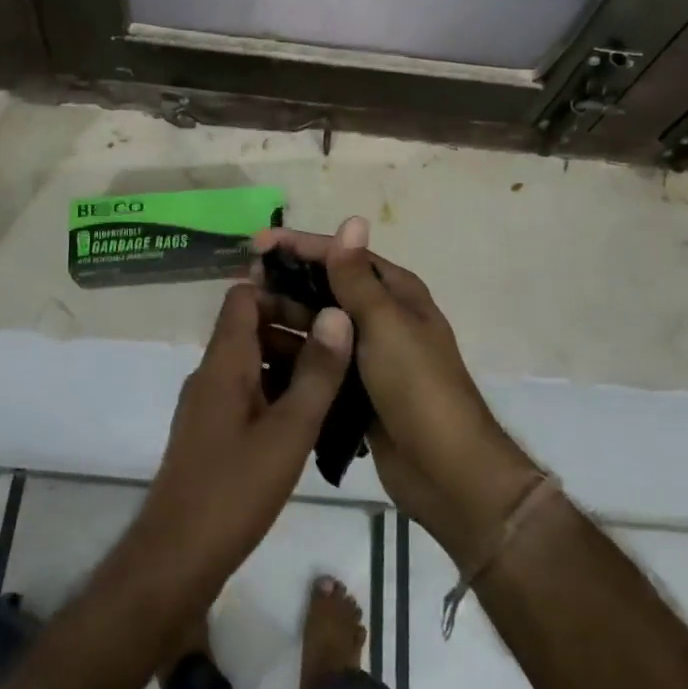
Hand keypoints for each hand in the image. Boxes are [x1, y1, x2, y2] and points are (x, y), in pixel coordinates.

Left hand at [132, 284, 351, 598]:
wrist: (176, 559)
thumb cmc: (235, 489)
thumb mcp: (289, 430)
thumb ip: (316, 373)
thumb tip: (338, 314)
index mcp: (224, 362)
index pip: (244, 297)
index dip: (282, 293)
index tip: (324, 310)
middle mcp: (212, 374)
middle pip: (251, 327)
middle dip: (296, 331)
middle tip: (342, 352)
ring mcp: (209, 405)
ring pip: (253, 363)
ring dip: (291, 366)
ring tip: (337, 386)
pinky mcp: (213, 433)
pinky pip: (249, 394)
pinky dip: (278, 395)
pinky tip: (311, 423)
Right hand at [252, 218, 538, 562]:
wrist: (445, 470)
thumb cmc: (416, 385)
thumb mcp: (385, 323)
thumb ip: (357, 277)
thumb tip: (353, 218)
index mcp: (396, 293)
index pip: (342, 256)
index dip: (300, 246)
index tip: (257, 243)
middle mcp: (382, 317)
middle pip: (326, 289)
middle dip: (287, 283)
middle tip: (242, 283)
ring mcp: (368, 356)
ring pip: (319, 327)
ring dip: (284, 319)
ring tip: (242, 319)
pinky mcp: (356, 390)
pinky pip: (318, 362)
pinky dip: (293, 356)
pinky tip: (258, 356)